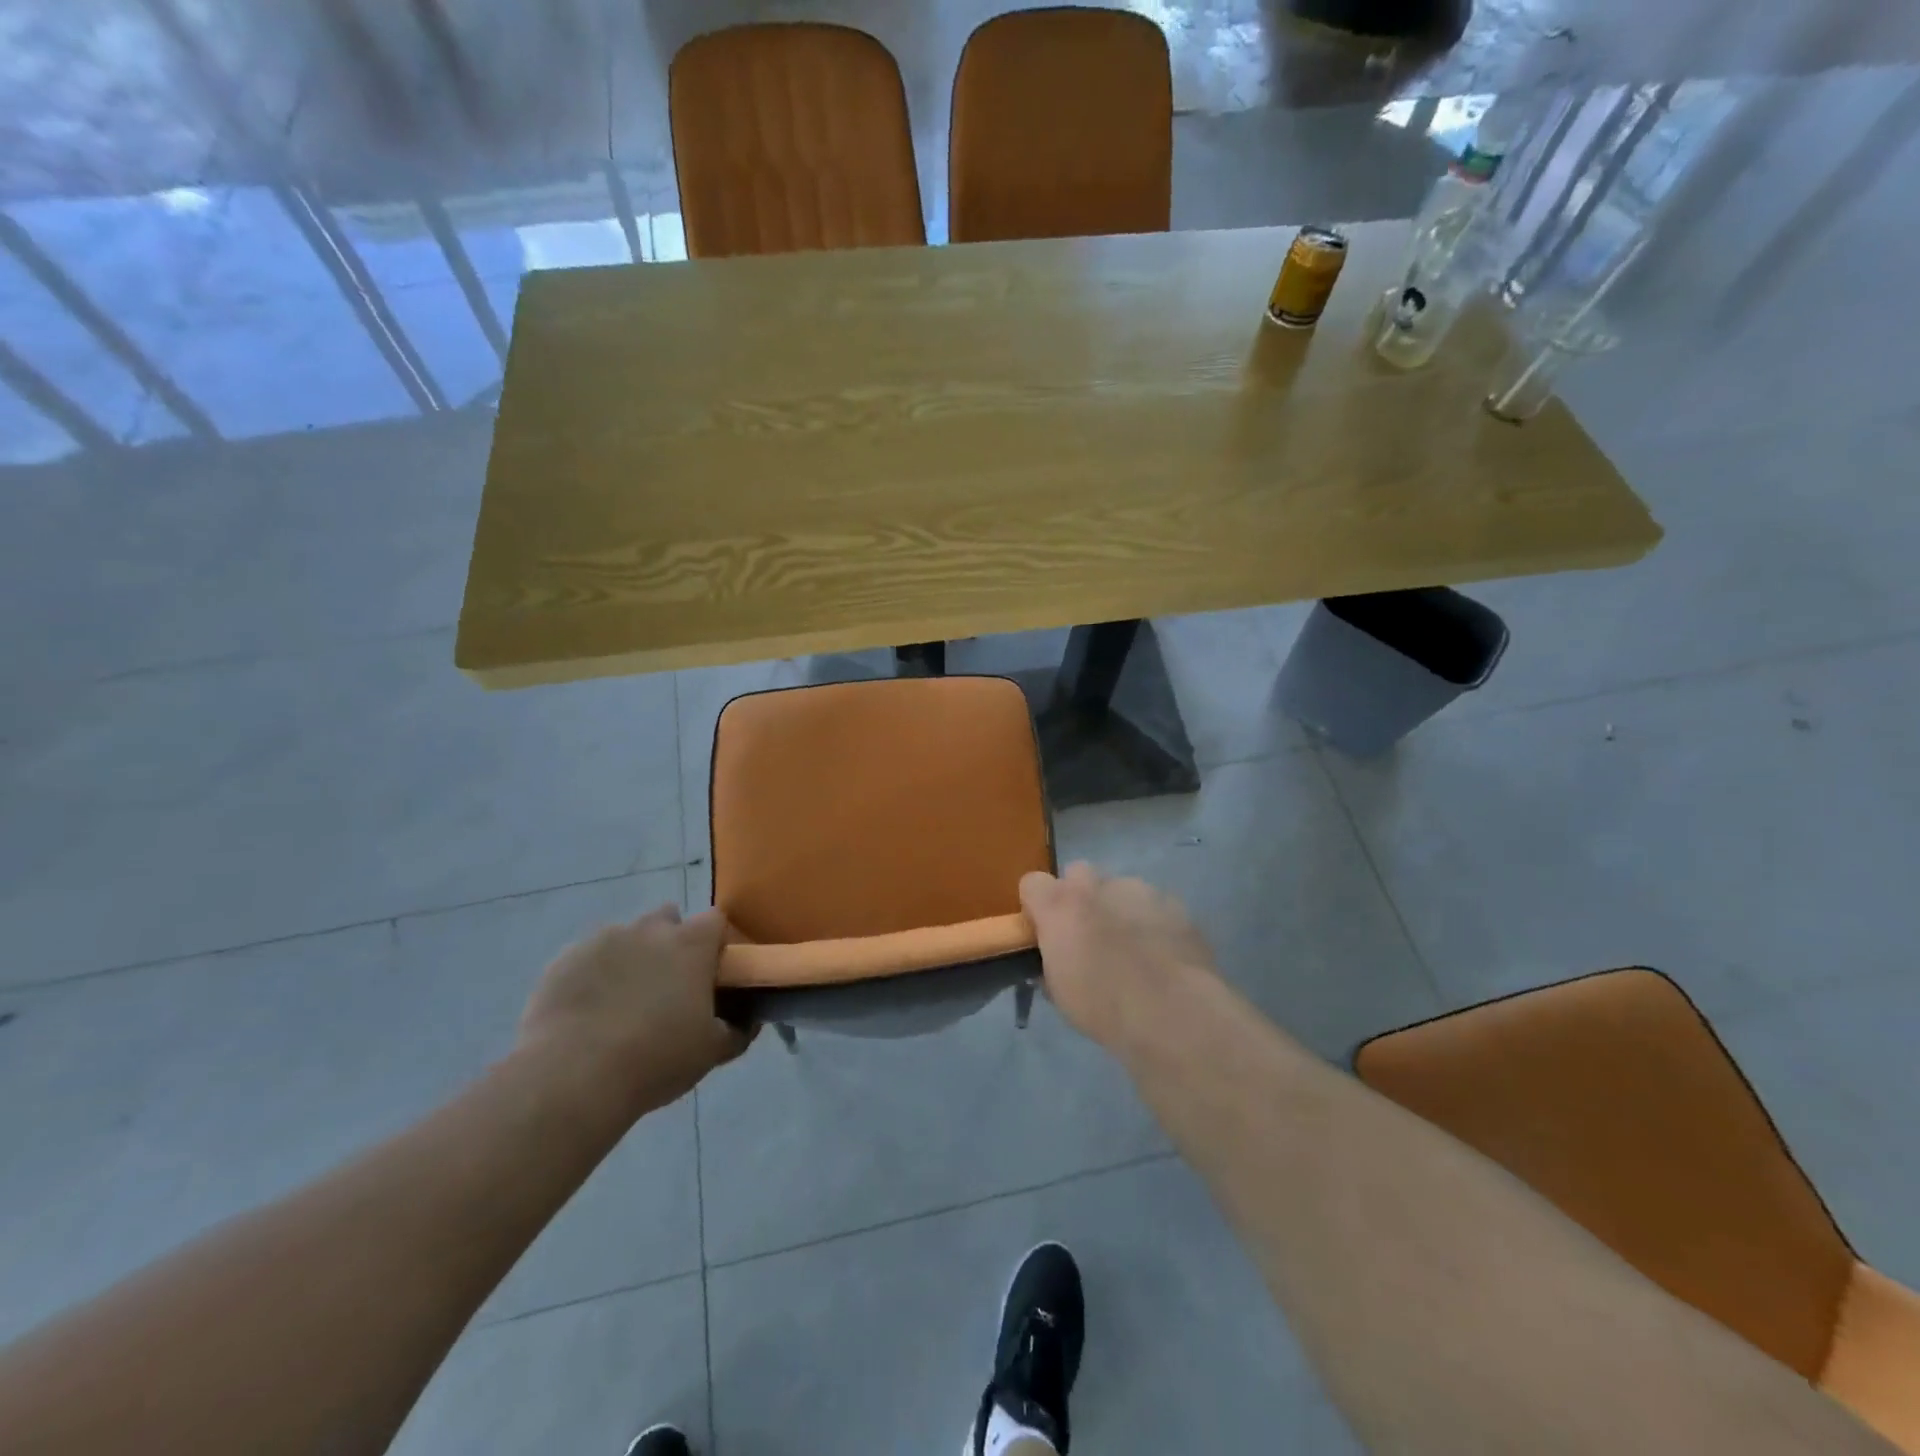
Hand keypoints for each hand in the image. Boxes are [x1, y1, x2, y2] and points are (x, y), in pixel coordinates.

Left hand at [518, 904, 750, 1121]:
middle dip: (670, 942)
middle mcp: (649, 930)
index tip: (713, 973)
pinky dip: (592, 977)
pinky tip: (587, 1014)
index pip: (716, 920)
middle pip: (667, 918)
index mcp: (691, 944)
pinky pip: (586, 959)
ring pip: (624, 938)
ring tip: (622, 1004)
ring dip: (630, 959)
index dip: (716, 942)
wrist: (572, 1078)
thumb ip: (737, 1030)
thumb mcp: (712, 1052)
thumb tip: (749, 1020)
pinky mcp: (563, 960)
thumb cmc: (657, 1059)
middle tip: (667, 987)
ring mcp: (602, 940)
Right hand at [1020, 863, 1220, 1053]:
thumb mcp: (1060, 994)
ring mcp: (1139, 890)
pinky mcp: (1174, 903)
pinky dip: (1152, 922)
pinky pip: (1154, 905)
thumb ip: (1050, 963)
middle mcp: (1097, 886)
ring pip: (1120, 888)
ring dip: (1119, 910)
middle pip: (1078, 874)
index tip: (1046, 932)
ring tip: (1133, 950)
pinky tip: (1162, 954)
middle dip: (1080, 898)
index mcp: (1061, 905)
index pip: (1033, 883)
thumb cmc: (1104, 1006)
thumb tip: (1054, 960)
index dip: (1038, 905)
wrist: (1173, 1012)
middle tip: (1089, 936)